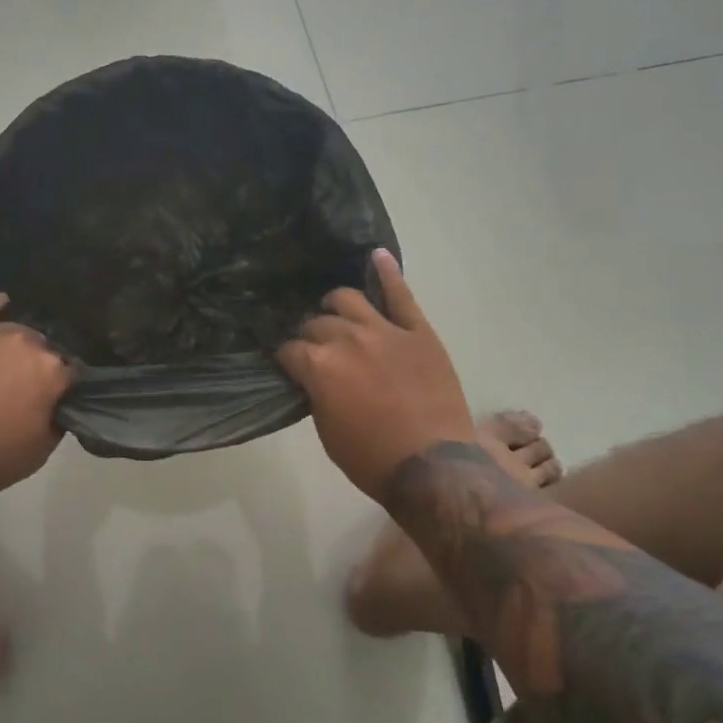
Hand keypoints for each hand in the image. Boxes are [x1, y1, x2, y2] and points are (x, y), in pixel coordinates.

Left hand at [0, 293, 72, 493]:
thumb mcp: (39, 451)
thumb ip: (58, 419)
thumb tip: (59, 403)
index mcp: (51, 371)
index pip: (71, 372)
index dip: (64, 388)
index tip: (56, 400)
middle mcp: (28, 343)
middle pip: (44, 349)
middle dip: (39, 367)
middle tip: (25, 389)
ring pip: (17, 331)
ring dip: (17, 347)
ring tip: (4, 364)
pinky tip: (1, 306)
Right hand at [277, 250, 477, 502]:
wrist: (434, 467)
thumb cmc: (372, 458)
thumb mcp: (327, 432)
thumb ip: (316, 393)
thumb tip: (312, 376)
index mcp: (319, 365)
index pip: (290, 350)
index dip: (288, 358)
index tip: (289, 364)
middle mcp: (346, 338)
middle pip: (317, 323)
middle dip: (310, 334)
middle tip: (315, 346)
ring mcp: (384, 330)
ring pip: (350, 299)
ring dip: (337, 305)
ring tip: (337, 311)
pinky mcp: (417, 331)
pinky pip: (401, 295)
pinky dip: (389, 272)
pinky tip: (377, 255)